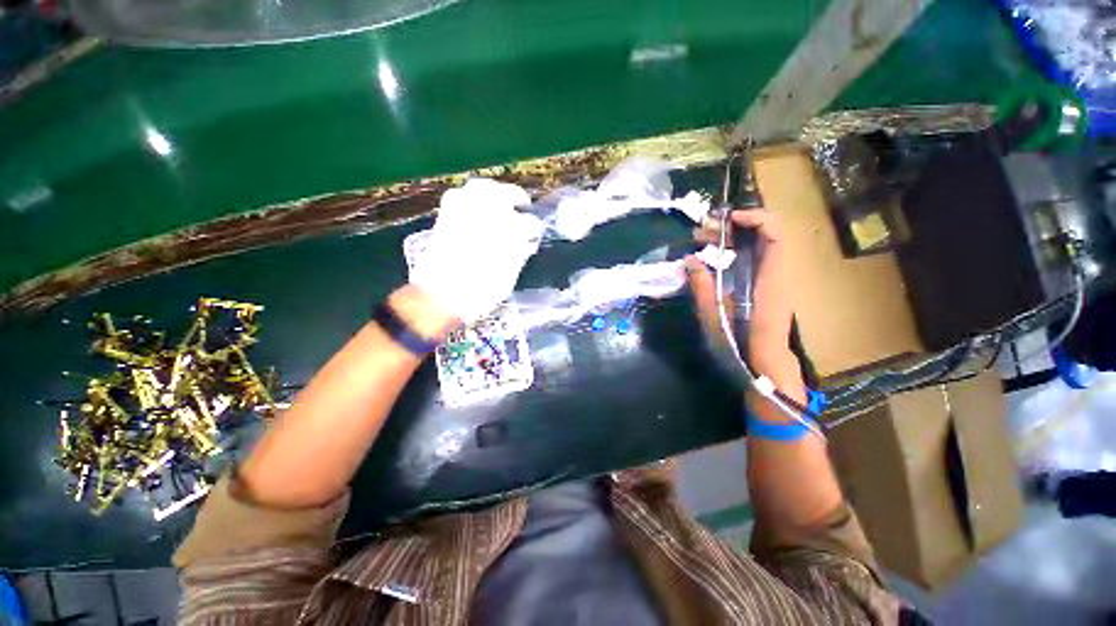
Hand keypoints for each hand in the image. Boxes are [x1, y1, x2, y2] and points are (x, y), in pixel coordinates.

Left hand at [410, 179, 543, 322]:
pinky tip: (478, 206)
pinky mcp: (447, 213)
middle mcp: (489, 213)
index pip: (531, 223)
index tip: (533, 238)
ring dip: (496, 192)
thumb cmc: (481, 293)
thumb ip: (520, 254)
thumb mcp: (509, 277)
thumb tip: (527, 242)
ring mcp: (465, 210)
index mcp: (510, 231)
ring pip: (485, 187)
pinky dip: (472, 196)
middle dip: (519, 201)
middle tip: (523, 209)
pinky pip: (462, 193)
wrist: (441, 297)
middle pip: (510, 194)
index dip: (534, 231)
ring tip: (502, 202)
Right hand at [686, 209, 797, 372]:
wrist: (765, 360)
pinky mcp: (765, 283)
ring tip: (702, 242)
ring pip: (756, 245)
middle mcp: (776, 272)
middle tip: (701, 232)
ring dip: (730, 238)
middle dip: (732, 227)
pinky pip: (753, 257)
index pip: (774, 234)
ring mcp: (772, 277)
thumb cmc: (741, 341)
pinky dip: (733, 251)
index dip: (754, 218)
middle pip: (763, 234)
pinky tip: (713, 258)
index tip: (726, 218)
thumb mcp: (714, 314)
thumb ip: (702, 285)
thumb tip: (689, 260)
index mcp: (769, 278)